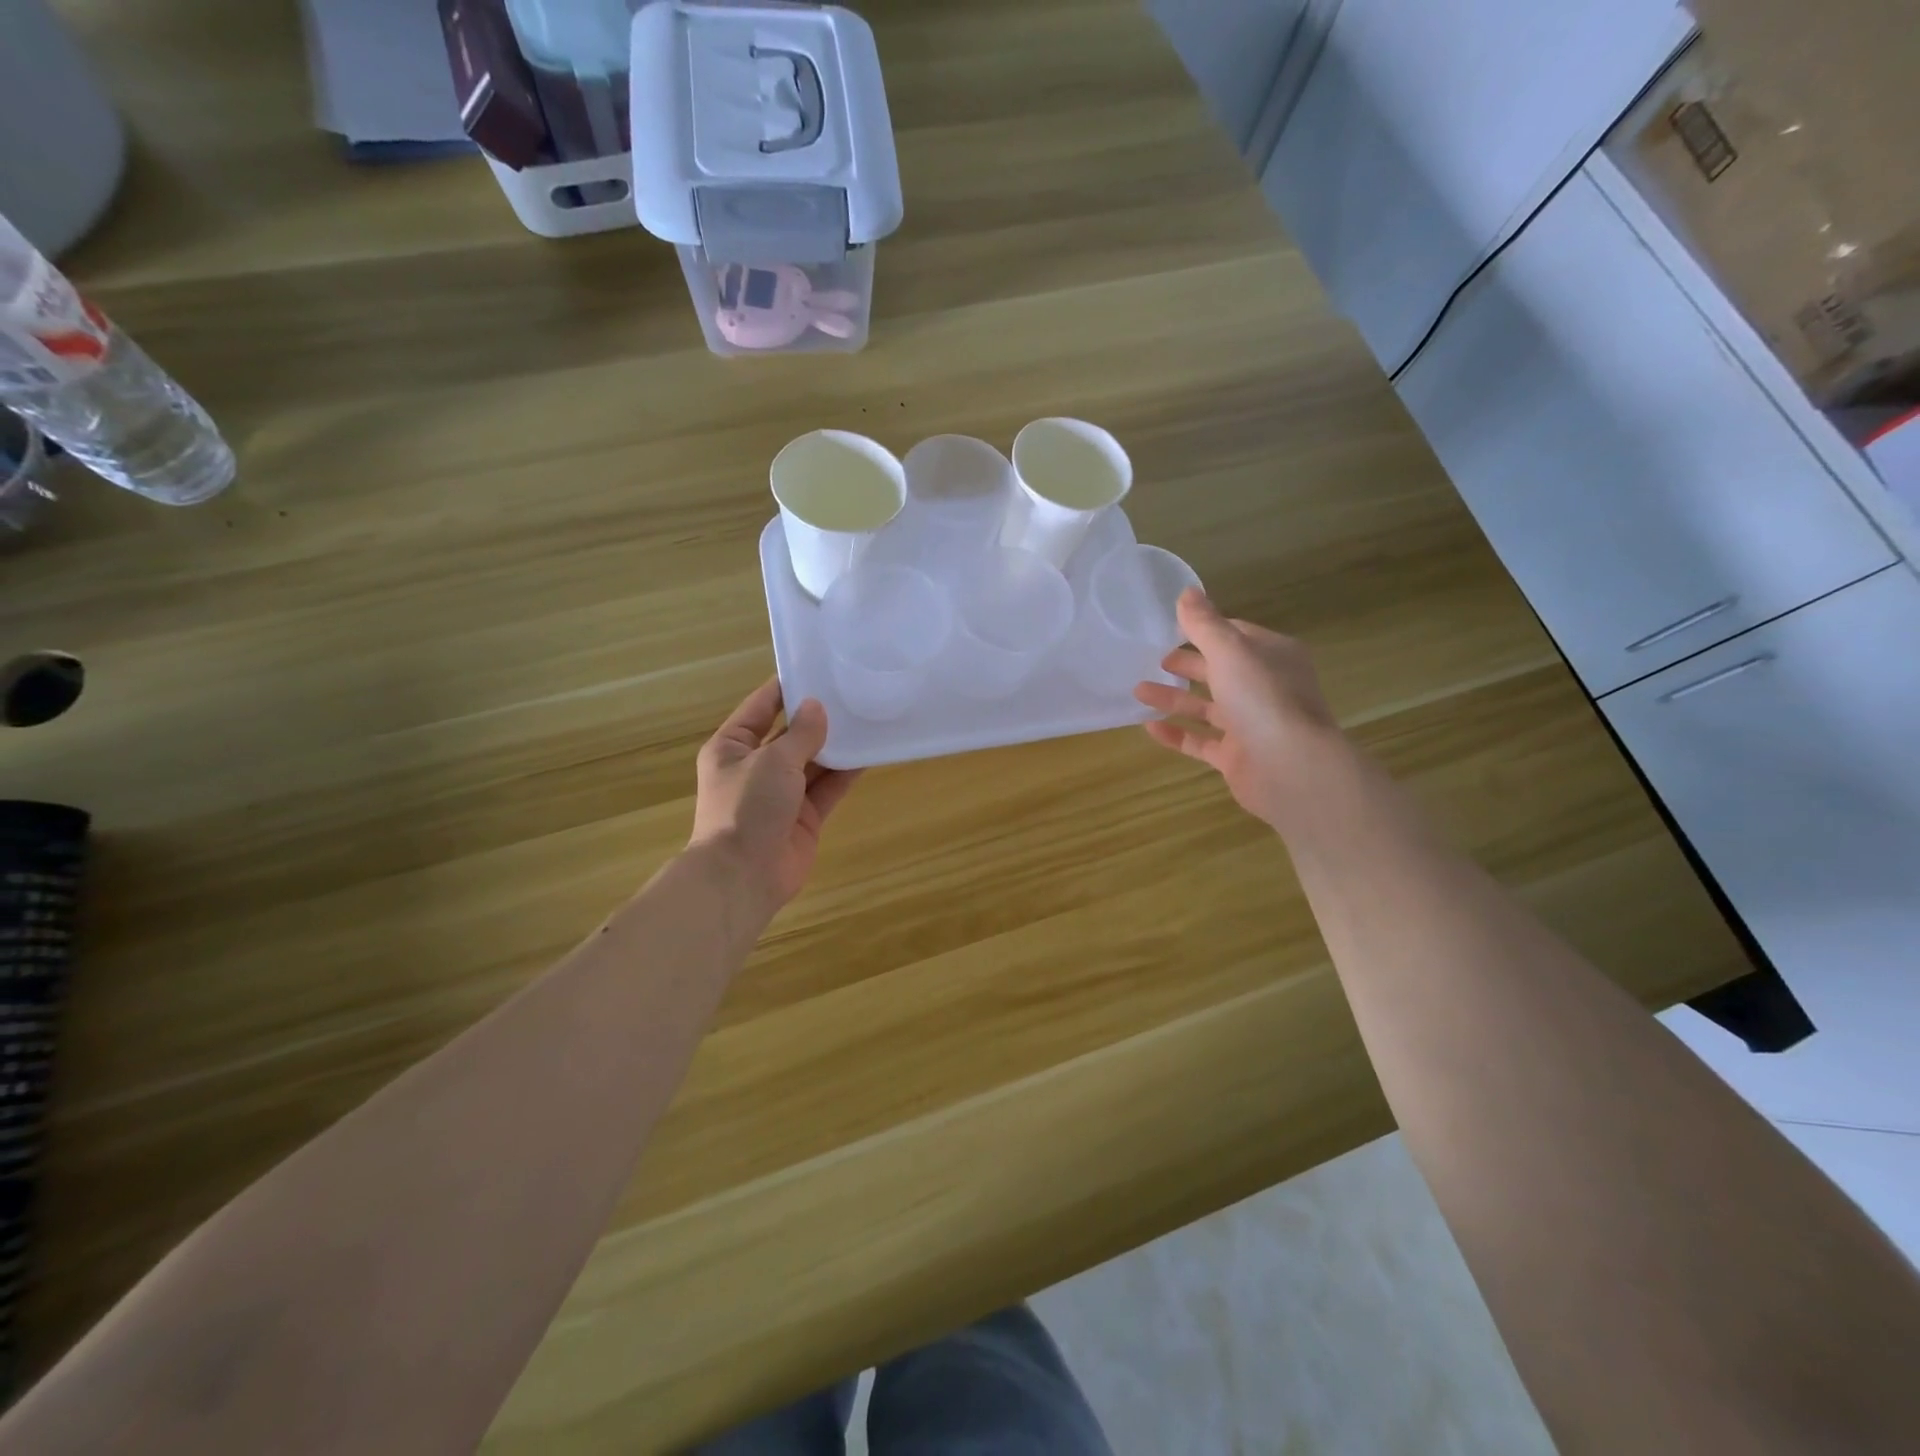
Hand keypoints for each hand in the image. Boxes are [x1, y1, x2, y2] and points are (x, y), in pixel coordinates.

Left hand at [689, 678, 860, 914]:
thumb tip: (817, 707)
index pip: (761, 707)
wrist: (744, 875)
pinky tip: (870, 753)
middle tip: (852, 691)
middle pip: (790, 734)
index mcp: (732, 747)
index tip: (817, 668)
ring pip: (813, 761)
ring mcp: (781, 793)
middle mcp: (756, 767)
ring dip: (836, 744)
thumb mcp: (773, 761)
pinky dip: (846, 772)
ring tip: (868, 717)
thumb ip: (801, 734)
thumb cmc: (747, 807)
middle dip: (818, 717)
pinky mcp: (804, 816)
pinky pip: (828, 787)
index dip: (787, 688)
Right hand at [1134, 589, 1343, 828]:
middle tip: (1151, 658)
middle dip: (1187, 663)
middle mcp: (1265, 688)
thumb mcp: (1229, 651)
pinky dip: (1176, 734)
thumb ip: (1204, 624)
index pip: (1235, 635)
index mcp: (1272, 656)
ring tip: (1138, 690)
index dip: (1204, 629)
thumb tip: (1186, 592)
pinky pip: (1201, 741)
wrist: (1291, 768)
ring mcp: (1252, 725)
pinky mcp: (1237, 757)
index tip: (1169, 627)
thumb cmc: (1263, 699)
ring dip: (1174, 697)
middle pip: (1220, 670)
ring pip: (1207, 707)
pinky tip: (1149, 727)